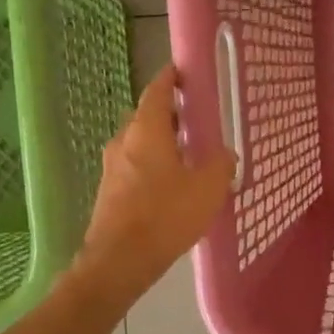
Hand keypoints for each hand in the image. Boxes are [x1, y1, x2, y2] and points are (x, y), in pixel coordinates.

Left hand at [74, 66, 234, 306]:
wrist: (119, 260)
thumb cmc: (165, 215)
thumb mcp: (208, 188)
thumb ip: (221, 165)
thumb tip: (224, 155)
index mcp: (146, 130)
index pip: (157, 91)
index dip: (171, 79)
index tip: (184, 73)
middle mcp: (124, 141)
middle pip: (145, 116)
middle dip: (168, 114)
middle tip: (194, 119)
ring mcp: (112, 167)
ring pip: (138, 143)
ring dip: (160, 142)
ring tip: (187, 154)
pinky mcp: (109, 192)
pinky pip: (133, 167)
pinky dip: (151, 166)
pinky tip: (170, 185)